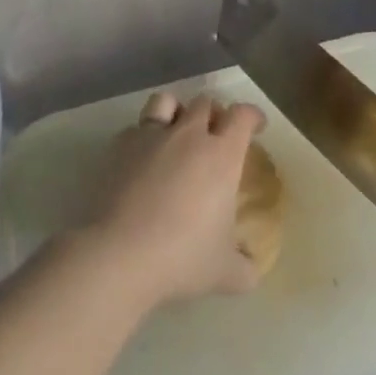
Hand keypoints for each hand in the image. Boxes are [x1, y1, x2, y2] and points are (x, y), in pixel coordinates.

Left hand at [80, 93, 266, 309]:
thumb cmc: (182, 257)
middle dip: (215, 113)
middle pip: (205, 102)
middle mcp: (188, 135)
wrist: (119, 254)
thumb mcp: (225, 273)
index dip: (252, 116)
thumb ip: (245, 268)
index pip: (242, 116)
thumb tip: (251, 269)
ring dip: (177, 111)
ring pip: (167, 101)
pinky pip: (135, 128)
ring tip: (176, 131)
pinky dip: (143, 137)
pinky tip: (141, 159)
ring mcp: (151, 135)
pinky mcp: (119, 145)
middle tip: (216, 134)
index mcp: (221, 155)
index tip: (256, 126)